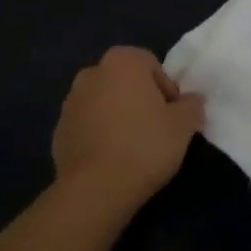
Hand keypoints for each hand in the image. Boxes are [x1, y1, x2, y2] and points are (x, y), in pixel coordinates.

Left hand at [52, 47, 204, 208]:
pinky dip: (99, 135)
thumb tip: (192, 100)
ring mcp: (70, 102)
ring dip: (118, 117)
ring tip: (133, 148)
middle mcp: (91, 73)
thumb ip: (192, 105)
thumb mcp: (183, 126)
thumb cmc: (145, 146)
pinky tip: (111, 160)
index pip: (151, 65)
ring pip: (104, 103)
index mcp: (122, 61)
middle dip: (140, 100)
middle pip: (125, 82)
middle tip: (156, 130)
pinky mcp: (58, 130)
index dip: (167, 89)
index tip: (172, 116)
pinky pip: (87, 126)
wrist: (96, 188)